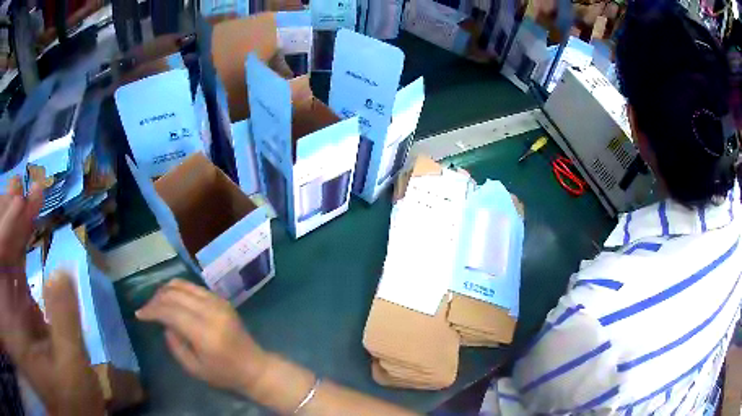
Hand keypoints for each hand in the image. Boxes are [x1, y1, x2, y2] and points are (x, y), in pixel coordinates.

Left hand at [0, 184, 104, 415]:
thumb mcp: (72, 373)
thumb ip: (64, 323)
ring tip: (25, 195)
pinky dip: (17, 235)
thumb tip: (61, 271)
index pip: (1, 260)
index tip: (24, 201)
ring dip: (11, 218)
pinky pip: (10, 258)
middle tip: (22, 190)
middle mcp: (8, 301)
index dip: (6, 227)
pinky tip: (27, 217)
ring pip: (3, 247)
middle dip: (6, 214)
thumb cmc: (71, 405)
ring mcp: (10, 298)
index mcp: (14, 321)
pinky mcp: (15, 298)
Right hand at [136, 279, 268, 394]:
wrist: (255, 367)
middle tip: (146, 309)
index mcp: (205, 333)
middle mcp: (212, 312)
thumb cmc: (224, 374)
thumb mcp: (194, 368)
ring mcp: (219, 302)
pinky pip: (194, 287)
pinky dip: (178, 289)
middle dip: (155, 299)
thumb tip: (164, 322)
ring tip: (155, 303)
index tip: (139, 314)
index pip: (171, 311)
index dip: (152, 310)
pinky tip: (171, 299)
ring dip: (165, 291)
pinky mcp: (221, 299)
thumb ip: (175, 344)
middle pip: (175, 294)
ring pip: (183, 285)